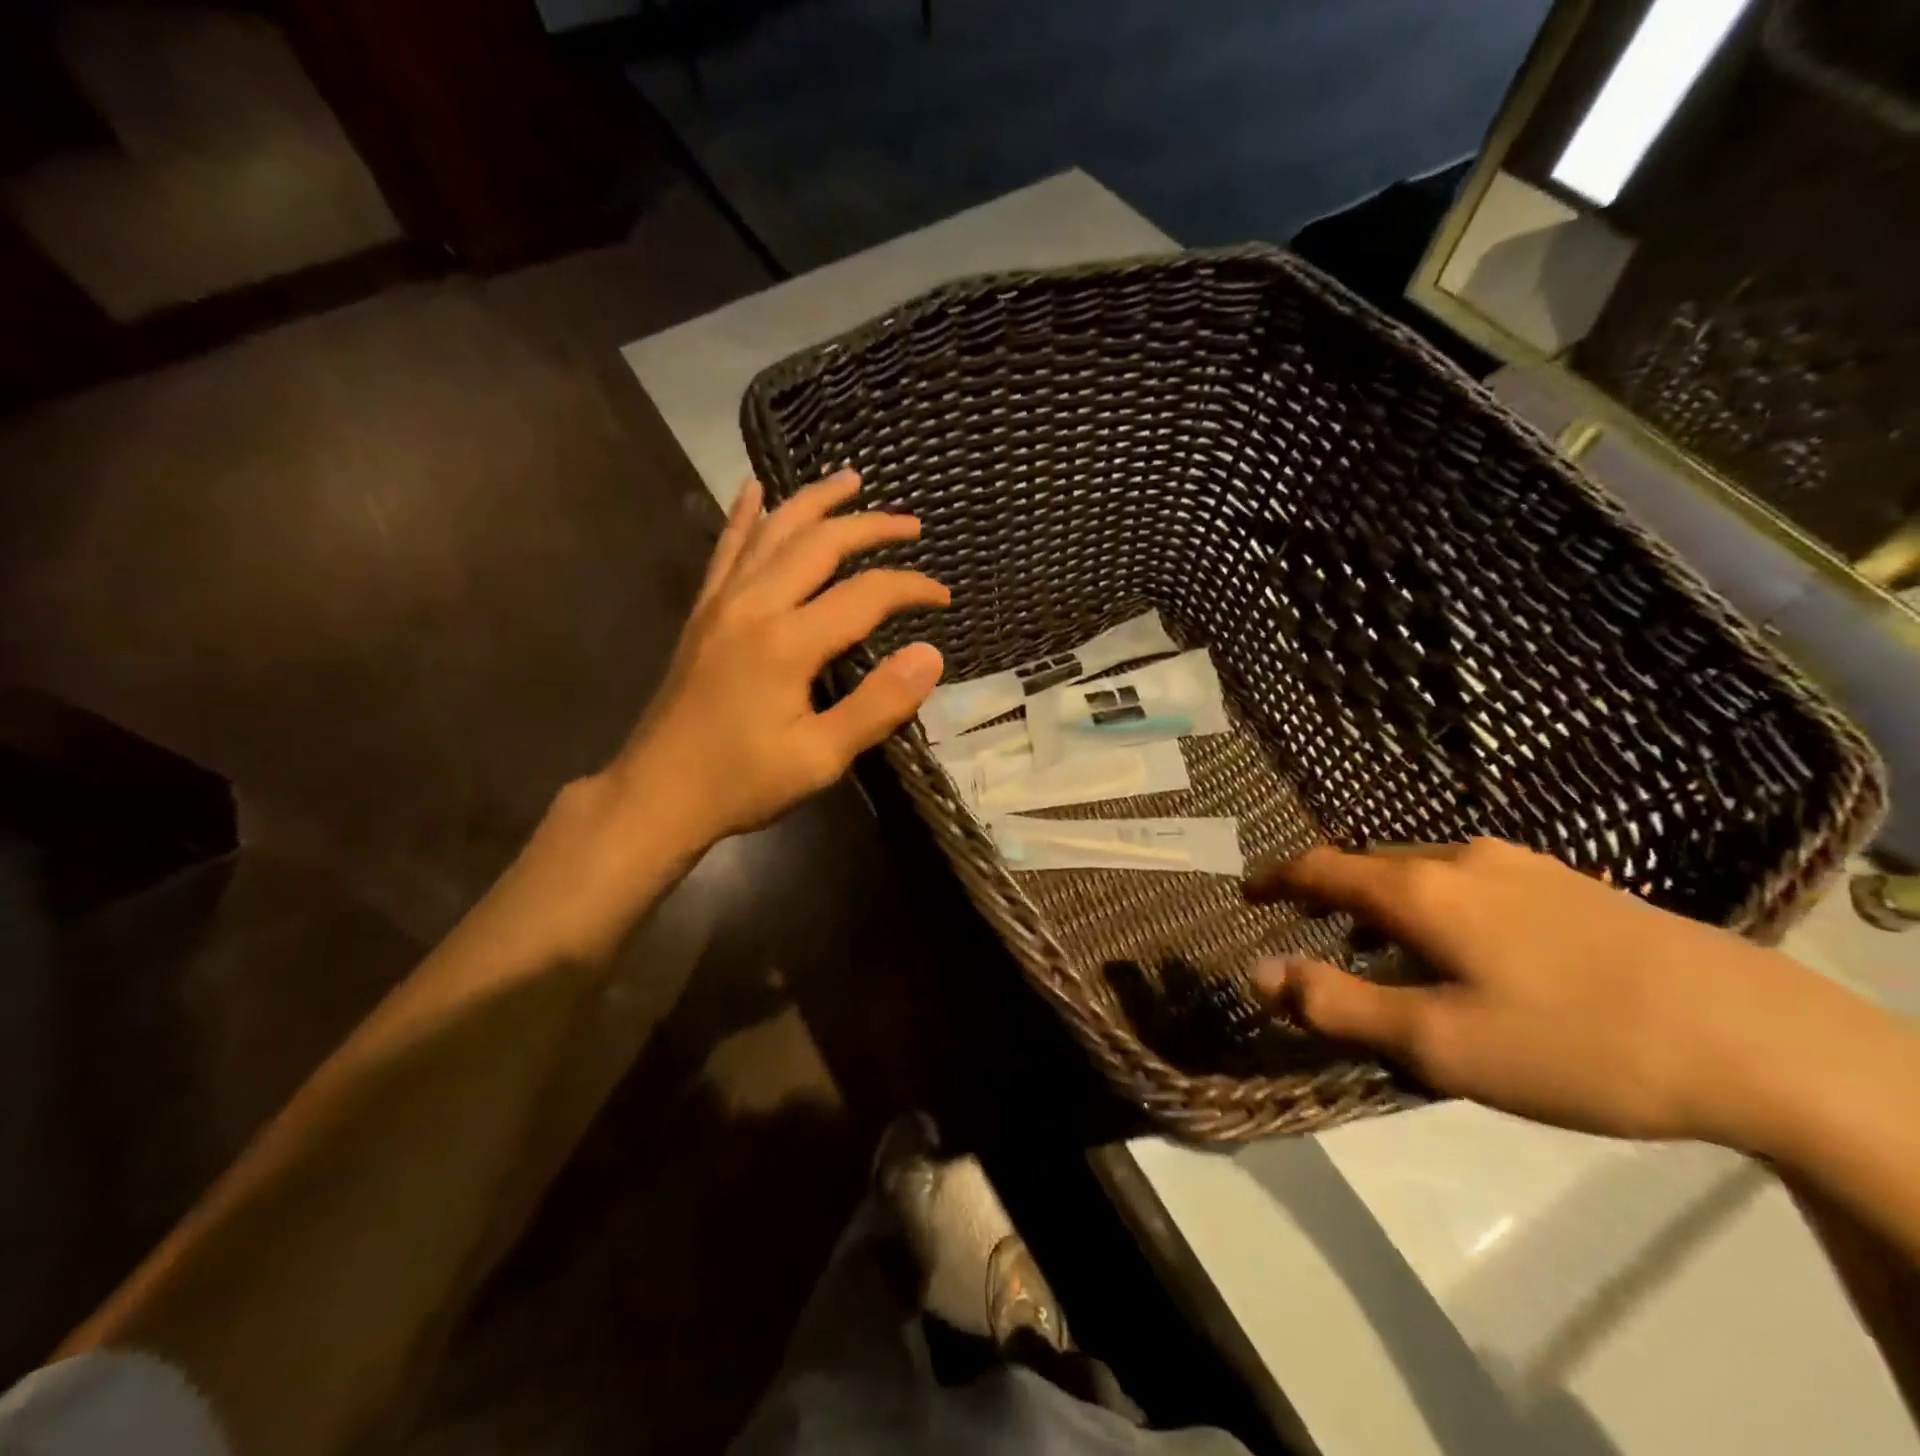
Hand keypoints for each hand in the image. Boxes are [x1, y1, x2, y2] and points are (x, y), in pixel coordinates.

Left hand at [608, 470, 946, 849]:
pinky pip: (726, 550)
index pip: (865, 595)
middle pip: (819, 544)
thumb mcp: (820, 758)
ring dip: (814, 502)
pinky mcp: (703, 614)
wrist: (656, 795)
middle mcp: (753, 606)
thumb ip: (878, 705)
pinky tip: (754, 489)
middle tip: (911, 525)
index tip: (943, 597)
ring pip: (772, 532)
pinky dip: (744, 515)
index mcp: (787, 642)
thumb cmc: (742, 782)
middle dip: (871, 527)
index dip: (910, 588)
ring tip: (849, 479)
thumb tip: (930, 655)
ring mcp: (721, 604)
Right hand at [1245, 839, 1870, 1149]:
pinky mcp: (1568, 882)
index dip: (1276, 879)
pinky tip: (1466, 943)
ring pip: (1420, 870)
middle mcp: (1459, 858)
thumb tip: (1257, 974)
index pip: (1320, 867)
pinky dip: (1434, 901)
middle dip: (1329, 892)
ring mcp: (1520, 864)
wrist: (1760, 1039)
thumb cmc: (1573, 1043)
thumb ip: (1338, 1004)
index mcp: (1418, 890)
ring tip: (1383, 943)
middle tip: (1313, 930)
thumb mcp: (1439, 1043)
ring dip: (1383, 898)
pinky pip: (1468, 878)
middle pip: (1368, 864)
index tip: (1249, 895)